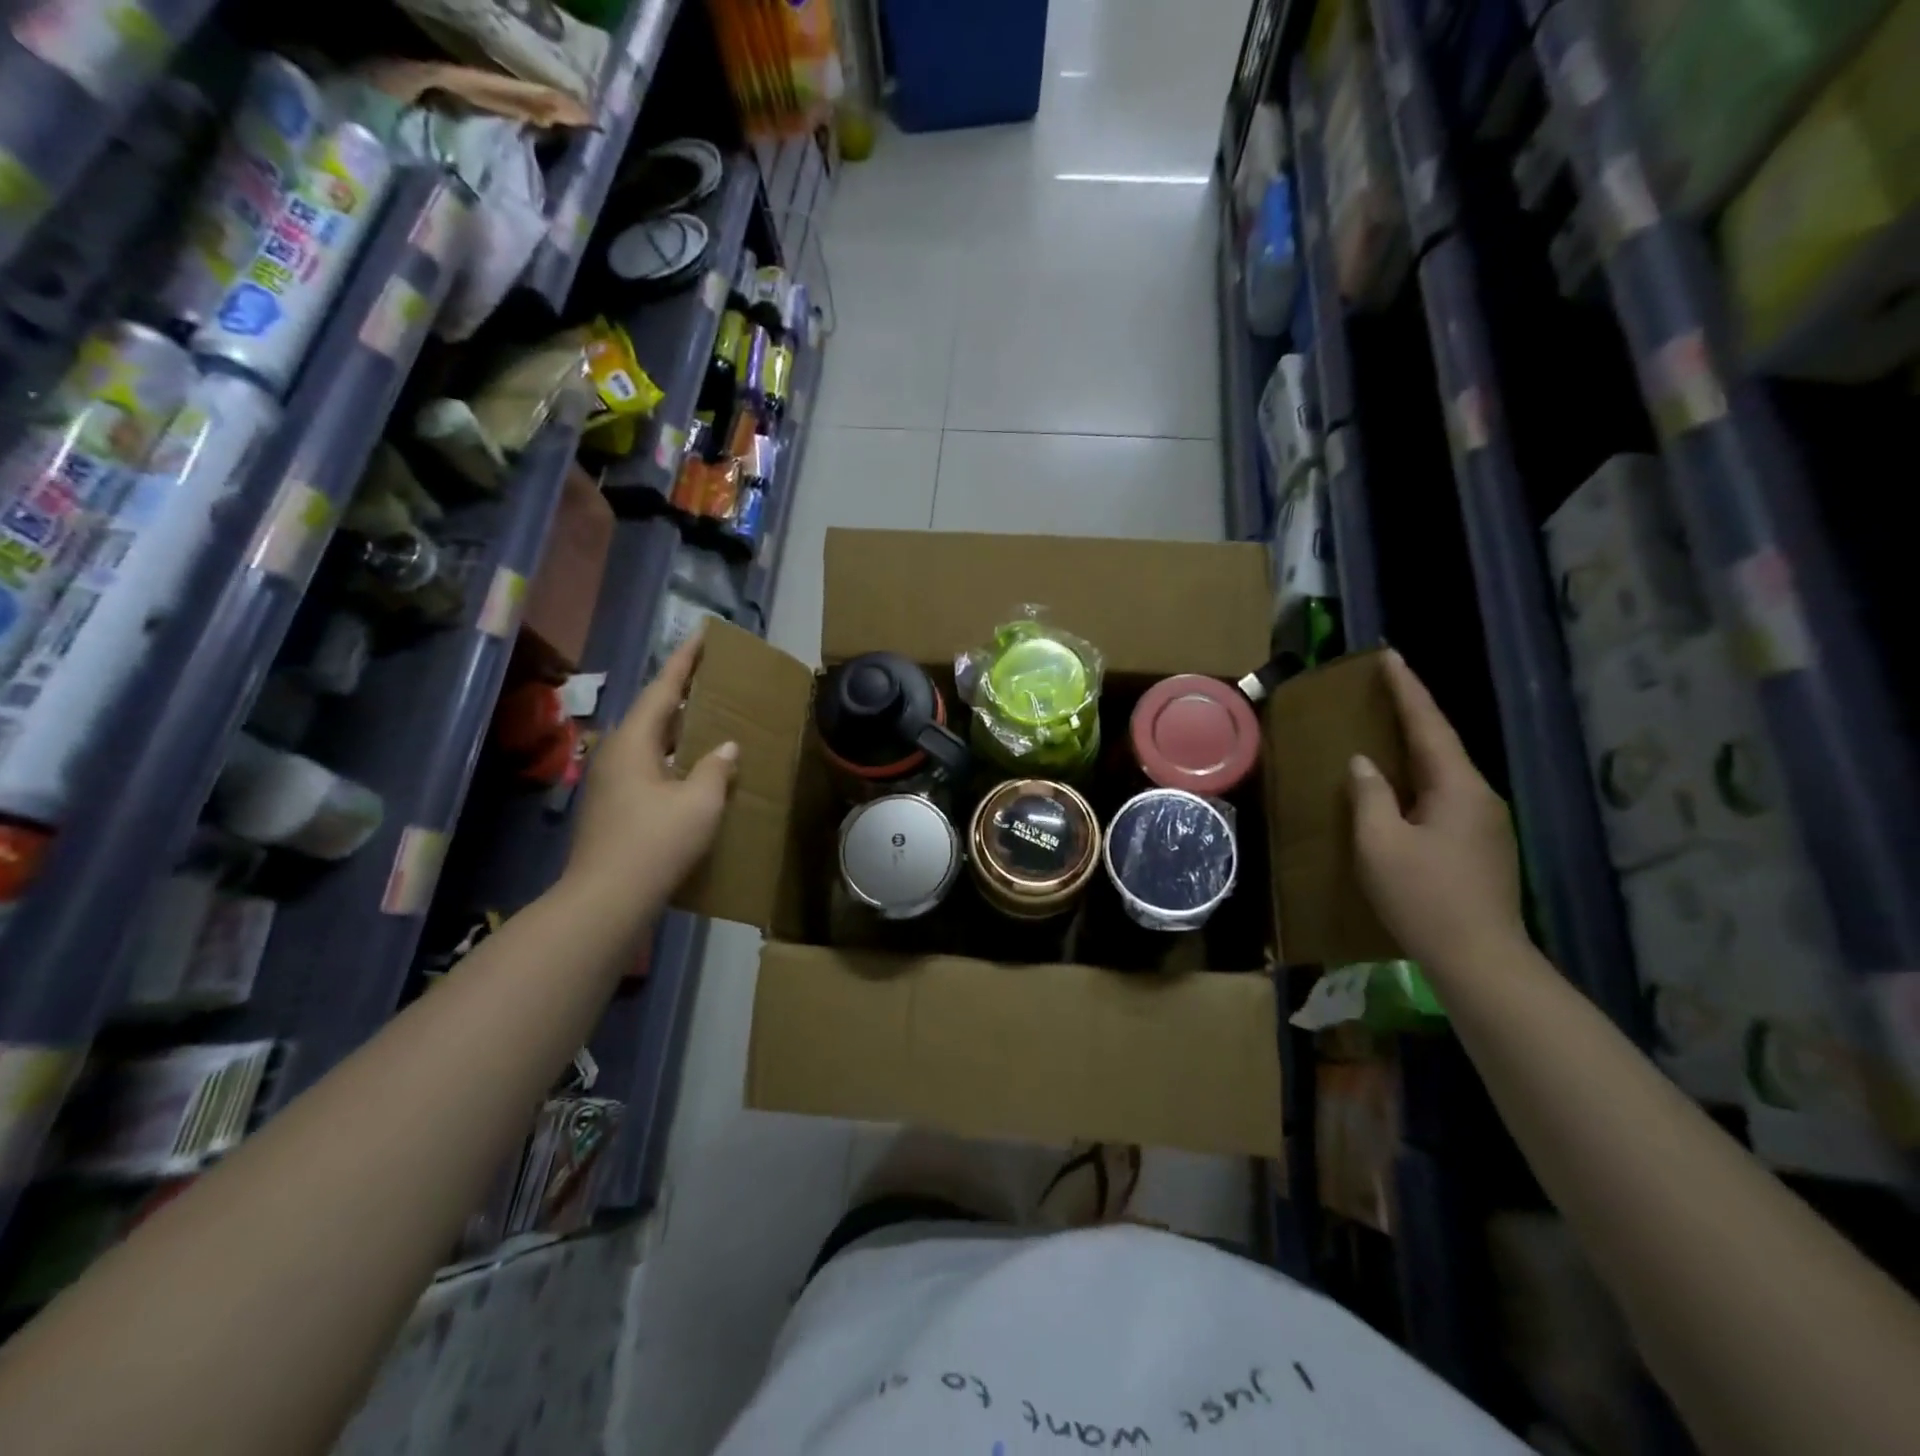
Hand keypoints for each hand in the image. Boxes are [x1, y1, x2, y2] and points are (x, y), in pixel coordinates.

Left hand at [565, 634, 737, 906]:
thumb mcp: (699, 802)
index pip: (663, 689)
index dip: (686, 661)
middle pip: (653, 712)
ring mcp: (608, 780)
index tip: (702, 633)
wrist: (606, 899)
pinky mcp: (610, 804)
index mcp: (633, 741)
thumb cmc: (656, 842)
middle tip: (712, 678)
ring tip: (707, 720)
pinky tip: (691, 769)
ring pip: (649, 741)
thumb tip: (724, 749)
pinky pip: (646, 765)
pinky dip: (671, 756)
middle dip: (682, 694)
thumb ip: (715, 768)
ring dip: (677, 729)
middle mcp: (615, 752)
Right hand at [1349, 650, 1525, 969]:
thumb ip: (1369, 796)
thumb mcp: (1380, 843)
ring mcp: (1486, 824)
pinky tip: (1401, 788)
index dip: (1407, 690)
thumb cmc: (1423, 896)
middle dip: (1413, 714)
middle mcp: (1480, 797)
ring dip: (1416, 748)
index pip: (1429, 726)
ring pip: (1445, 773)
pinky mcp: (1481, 847)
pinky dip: (1420, 780)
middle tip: (1384, 688)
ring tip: (1386, 731)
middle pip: (1441, 745)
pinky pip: (1445, 797)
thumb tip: (1363, 763)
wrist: (1480, 959)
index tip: (1389, 656)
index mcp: (1458, 788)